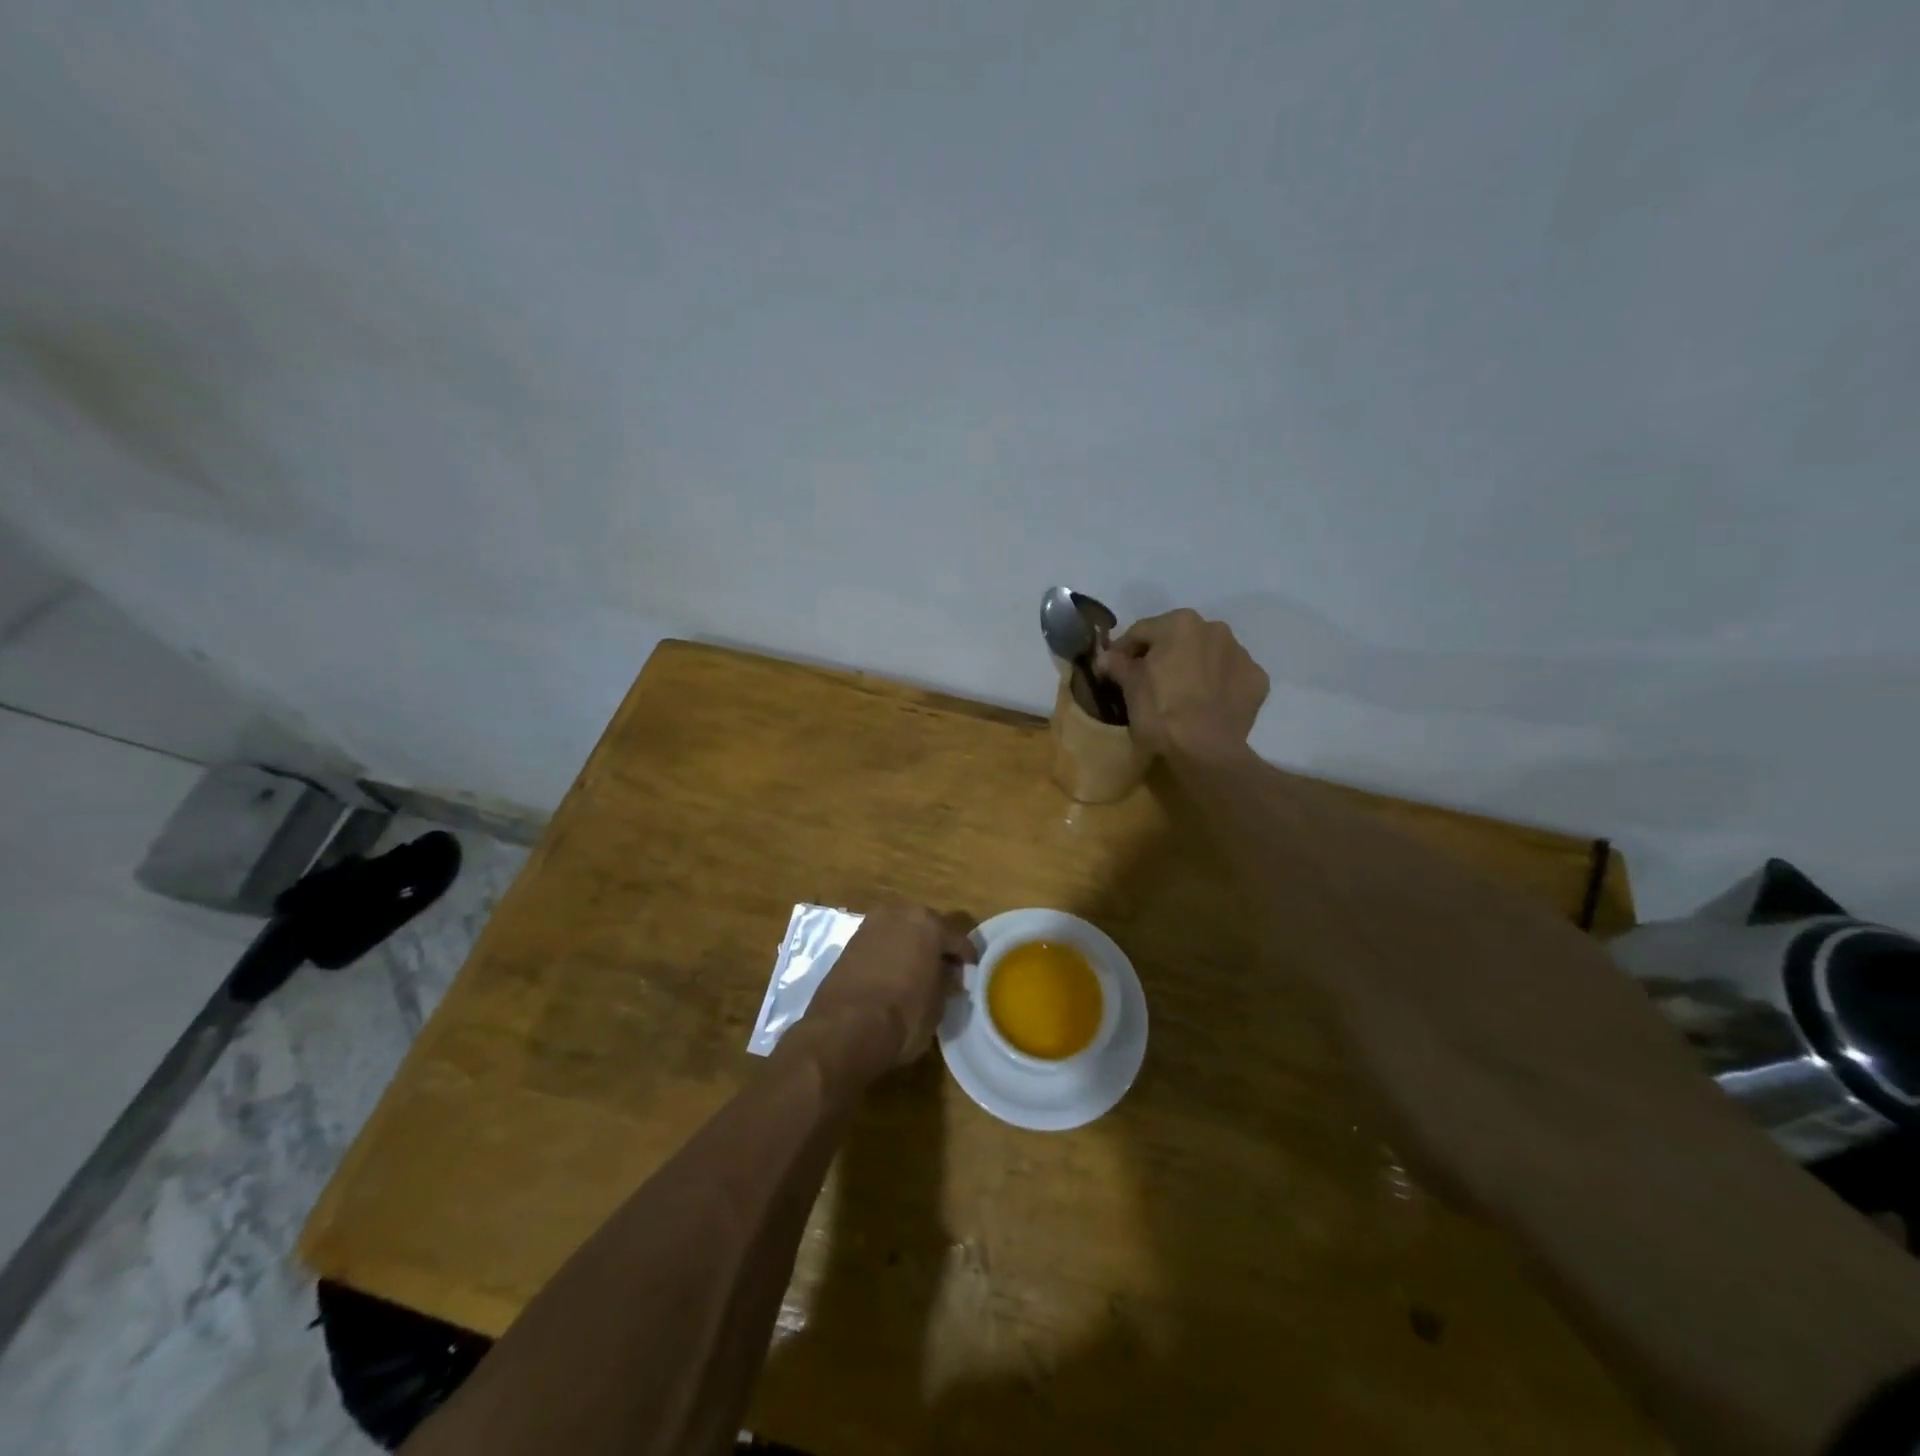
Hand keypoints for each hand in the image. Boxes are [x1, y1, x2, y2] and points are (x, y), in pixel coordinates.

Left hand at [805, 902, 975, 1066]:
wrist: (844, 1029)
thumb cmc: (903, 1016)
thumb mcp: (938, 1005)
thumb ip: (946, 983)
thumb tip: (948, 977)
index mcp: (929, 924)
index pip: (957, 938)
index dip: (967, 957)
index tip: (971, 971)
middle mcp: (899, 914)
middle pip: (926, 926)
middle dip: (936, 945)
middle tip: (943, 969)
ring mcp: (870, 925)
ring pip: (900, 931)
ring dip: (910, 946)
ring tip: (916, 971)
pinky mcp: (849, 942)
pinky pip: (880, 943)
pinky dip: (888, 954)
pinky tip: (892, 974)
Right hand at [1102, 609, 1268, 756]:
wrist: (1206, 751)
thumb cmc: (1161, 711)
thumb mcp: (1130, 687)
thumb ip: (1117, 664)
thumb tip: (1105, 657)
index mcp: (1180, 623)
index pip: (1141, 631)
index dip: (1123, 650)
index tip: (1113, 668)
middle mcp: (1215, 628)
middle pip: (1178, 638)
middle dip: (1162, 655)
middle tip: (1147, 680)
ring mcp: (1241, 653)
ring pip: (1207, 655)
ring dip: (1192, 666)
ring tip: (1180, 693)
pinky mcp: (1257, 680)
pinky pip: (1229, 676)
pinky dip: (1217, 684)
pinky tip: (1206, 703)